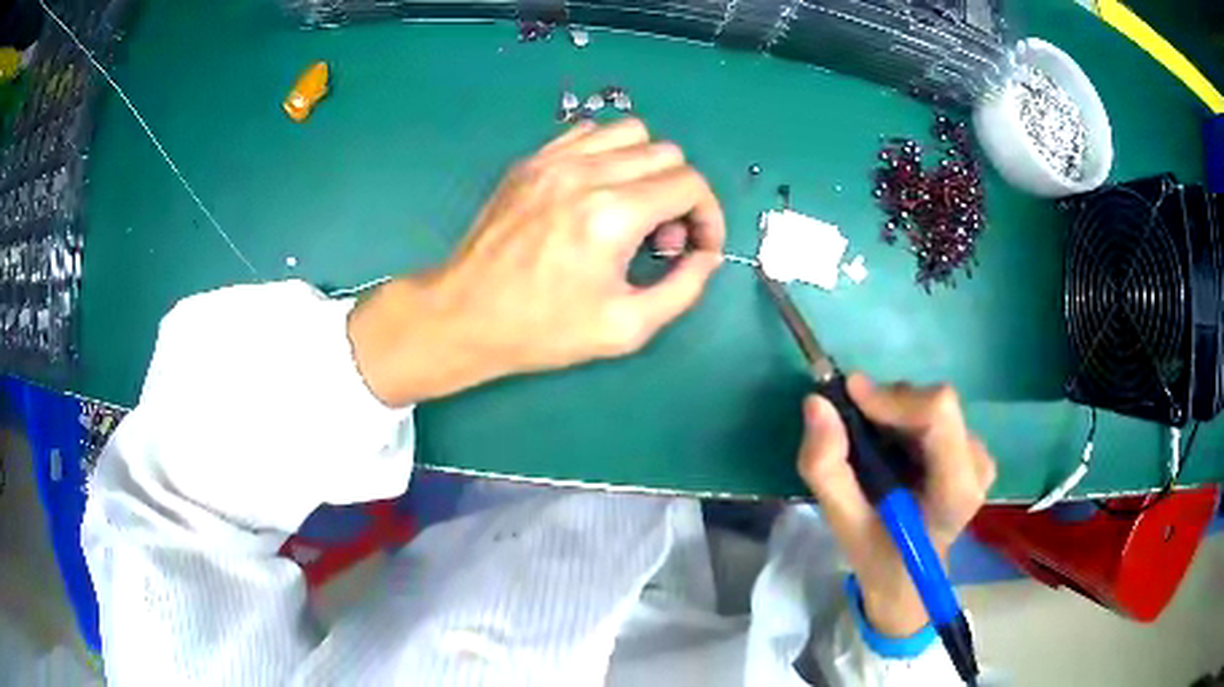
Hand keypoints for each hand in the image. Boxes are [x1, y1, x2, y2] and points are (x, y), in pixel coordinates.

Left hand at [348, 119, 725, 405]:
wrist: (466, 315)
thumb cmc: (543, 330)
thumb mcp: (626, 328)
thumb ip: (683, 288)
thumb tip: (706, 255)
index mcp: (613, 215)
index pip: (690, 184)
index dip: (707, 216)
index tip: (695, 247)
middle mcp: (586, 173)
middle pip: (667, 154)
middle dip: (679, 195)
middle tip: (659, 239)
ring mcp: (554, 160)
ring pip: (631, 132)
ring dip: (647, 167)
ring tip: (632, 209)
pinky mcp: (531, 161)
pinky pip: (588, 133)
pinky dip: (608, 154)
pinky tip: (597, 191)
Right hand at [797, 374, 995, 636]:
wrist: (907, 575)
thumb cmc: (878, 555)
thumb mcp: (842, 522)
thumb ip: (826, 467)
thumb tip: (815, 402)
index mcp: (955, 491)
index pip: (938, 413)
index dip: (893, 398)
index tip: (849, 397)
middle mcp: (978, 465)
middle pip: (933, 404)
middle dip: (886, 407)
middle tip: (852, 432)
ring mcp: (979, 454)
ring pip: (931, 404)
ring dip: (893, 415)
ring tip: (872, 450)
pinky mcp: (973, 447)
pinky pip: (934, 412)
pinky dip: (903, 420)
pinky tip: (892, 451)